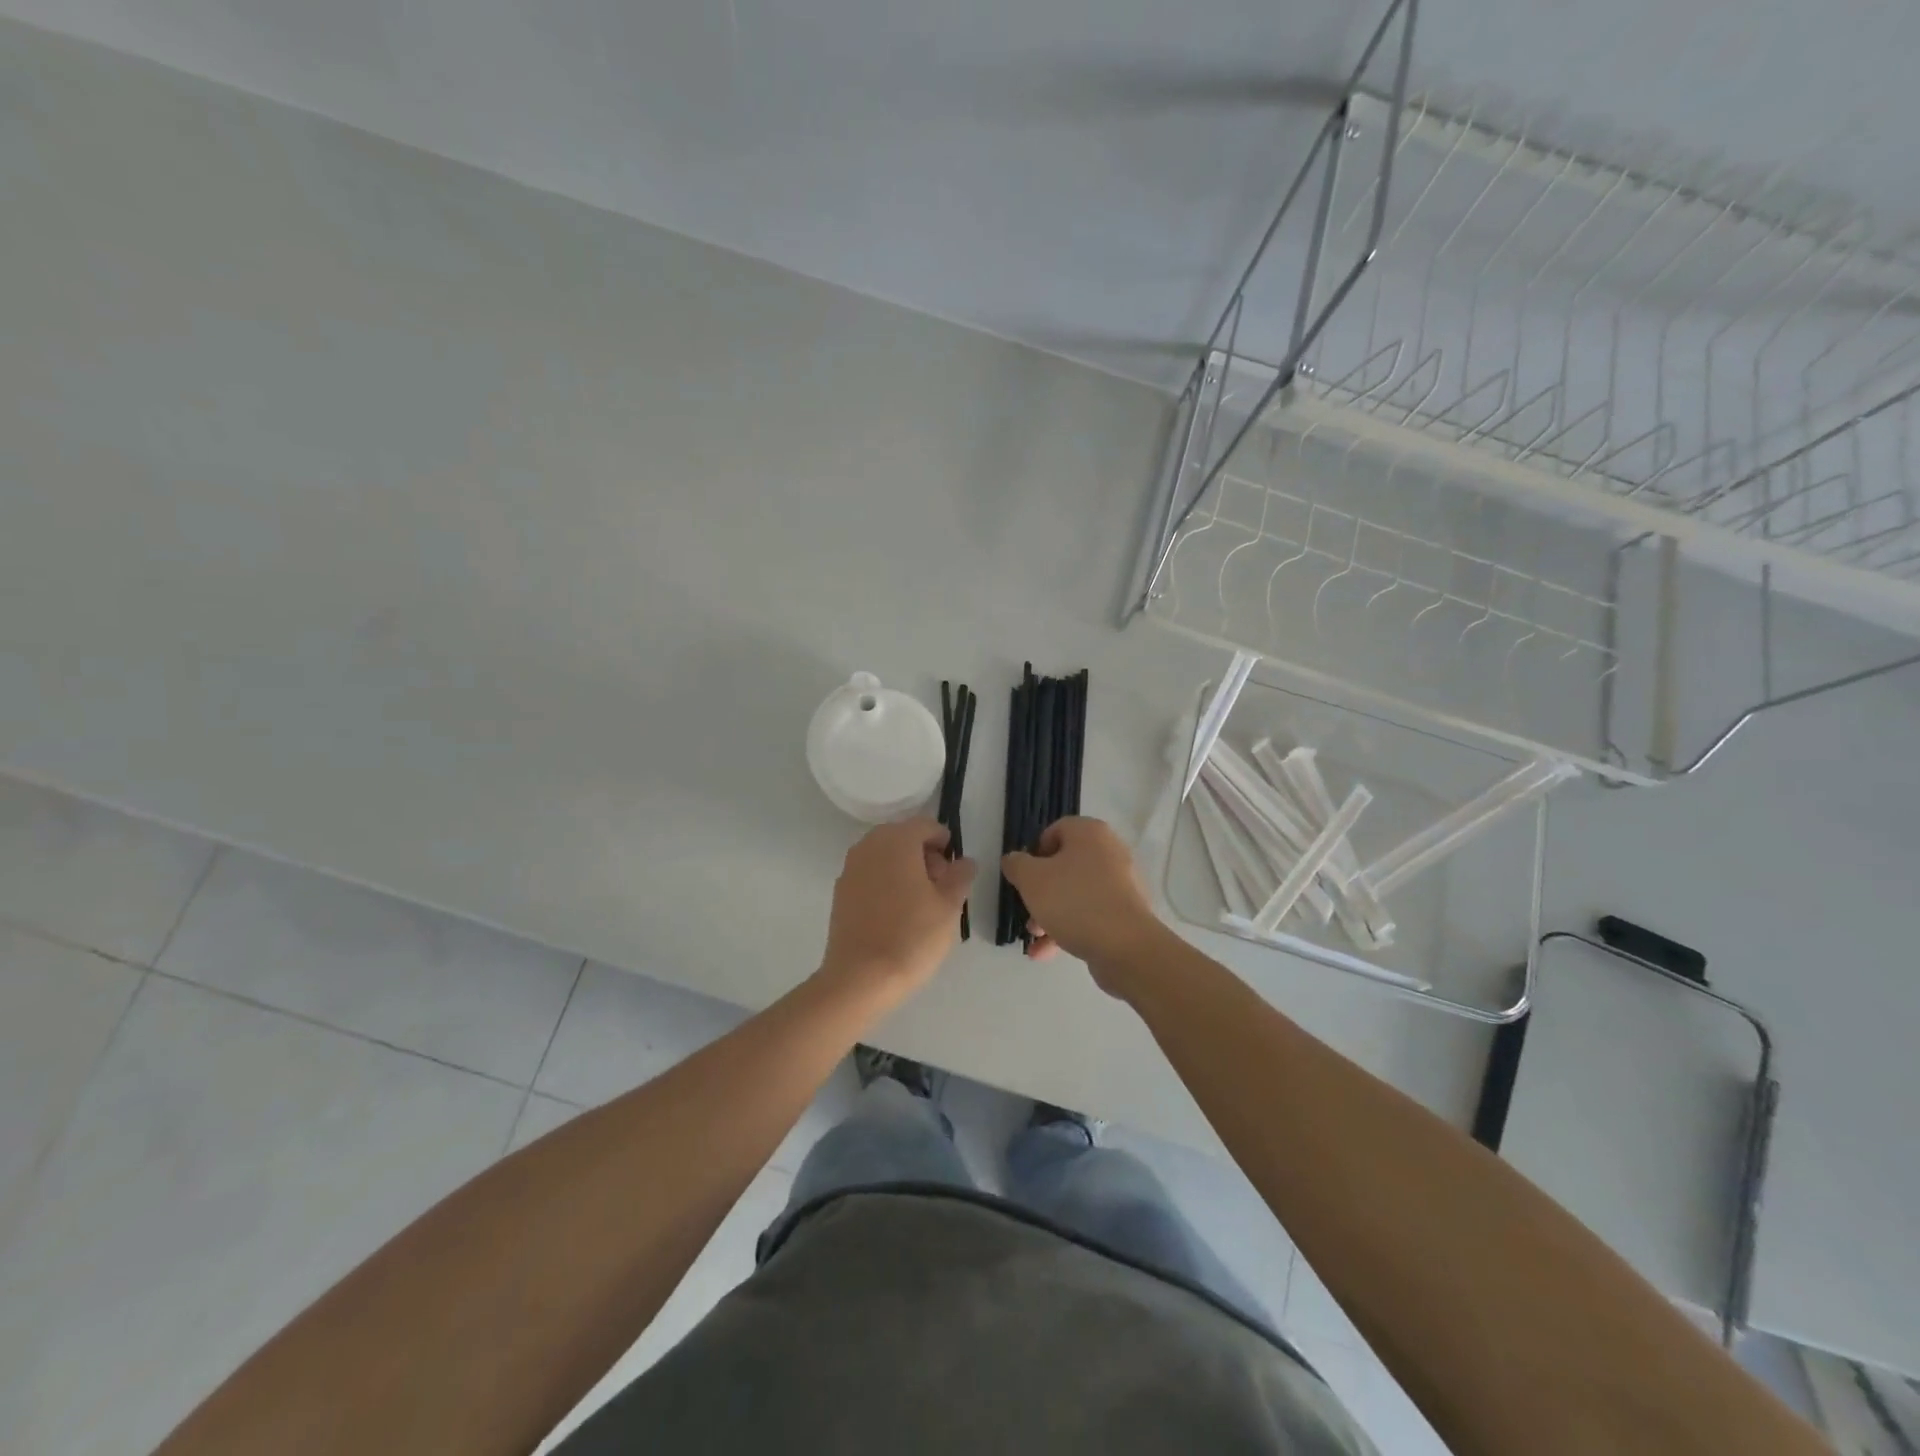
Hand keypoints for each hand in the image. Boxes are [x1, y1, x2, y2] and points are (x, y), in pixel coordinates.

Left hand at [818, 817, 972, 998]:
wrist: (860, 978)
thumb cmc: (912, 936)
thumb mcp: (949, 906)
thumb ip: (960, 876)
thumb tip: (963, 861)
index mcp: (897, 840)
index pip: (927, 826)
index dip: (945, 844)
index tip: (955, 871)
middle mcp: (869, 845)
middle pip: (903, 837)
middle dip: (924, 855)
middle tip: (941, 888)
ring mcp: (850, 868)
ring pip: (884, 856)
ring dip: (904, 869)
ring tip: (920, 903)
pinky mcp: (840, 892)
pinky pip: (870, 875)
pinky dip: (885, 883)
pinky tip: (896, 914)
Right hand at [1001, 817, 1161, 989]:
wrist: (1125, 947)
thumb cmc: (1074, 901)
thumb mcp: (1031, 879)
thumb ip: (1016, 864)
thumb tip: (1014, 860)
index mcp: (1090, 833)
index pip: (1055, 831)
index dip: (1034, 853)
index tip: (1023, 877)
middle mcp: (1110, 851)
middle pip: (1064, 866)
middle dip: (1040, 892)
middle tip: (1028, 912)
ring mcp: (1122, 883)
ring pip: (1076, 893)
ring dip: (1050, 914)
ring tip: (1035, 938)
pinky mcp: (1126, 912)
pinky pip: (1091, 914)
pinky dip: (1070, 928)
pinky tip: (1048, 953)